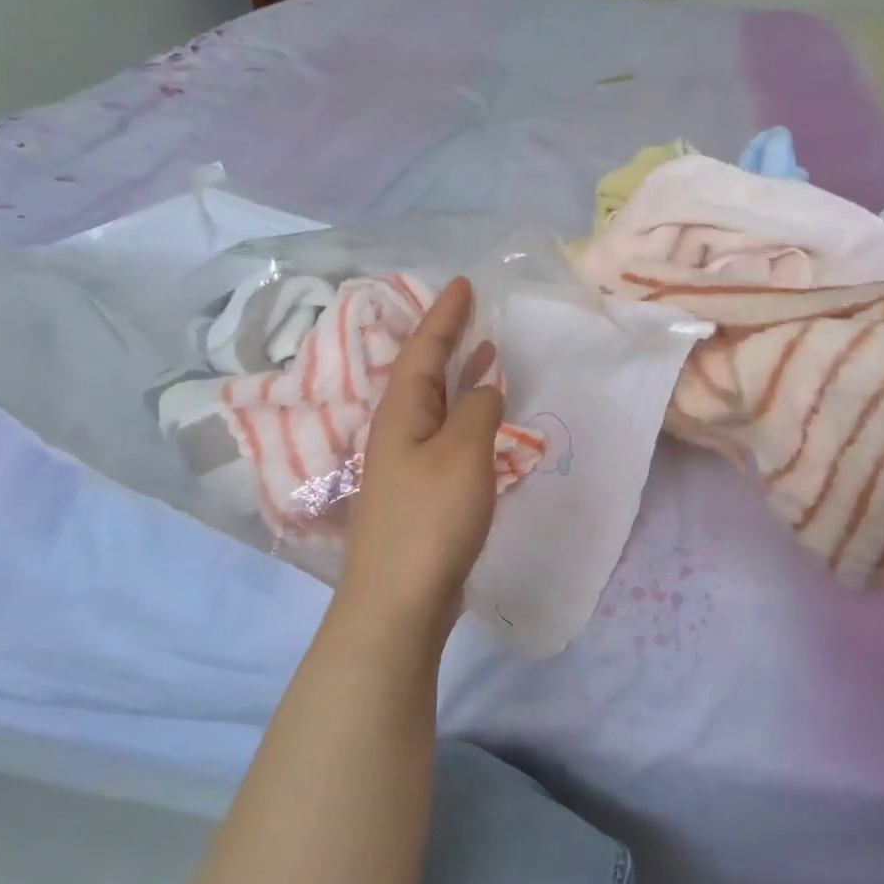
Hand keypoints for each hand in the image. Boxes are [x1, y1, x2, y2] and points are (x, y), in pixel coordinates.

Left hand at [337, 278, 504, 638]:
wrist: (398, 599)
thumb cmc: (430, 520)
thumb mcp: (462, 455)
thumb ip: (478, 412)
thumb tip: (485, 386)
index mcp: (401, 412)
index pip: (424, 349)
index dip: (445, 315)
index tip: (464, 284)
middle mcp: (397, 431)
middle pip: (422, 374)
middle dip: (446, 341)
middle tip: (472, 314)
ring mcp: (405, 465)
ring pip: (434, 406)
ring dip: (458, 379)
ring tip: (484, 357)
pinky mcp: (420, 494)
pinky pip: (444, 437)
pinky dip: (464, 418)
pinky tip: (482, 425)